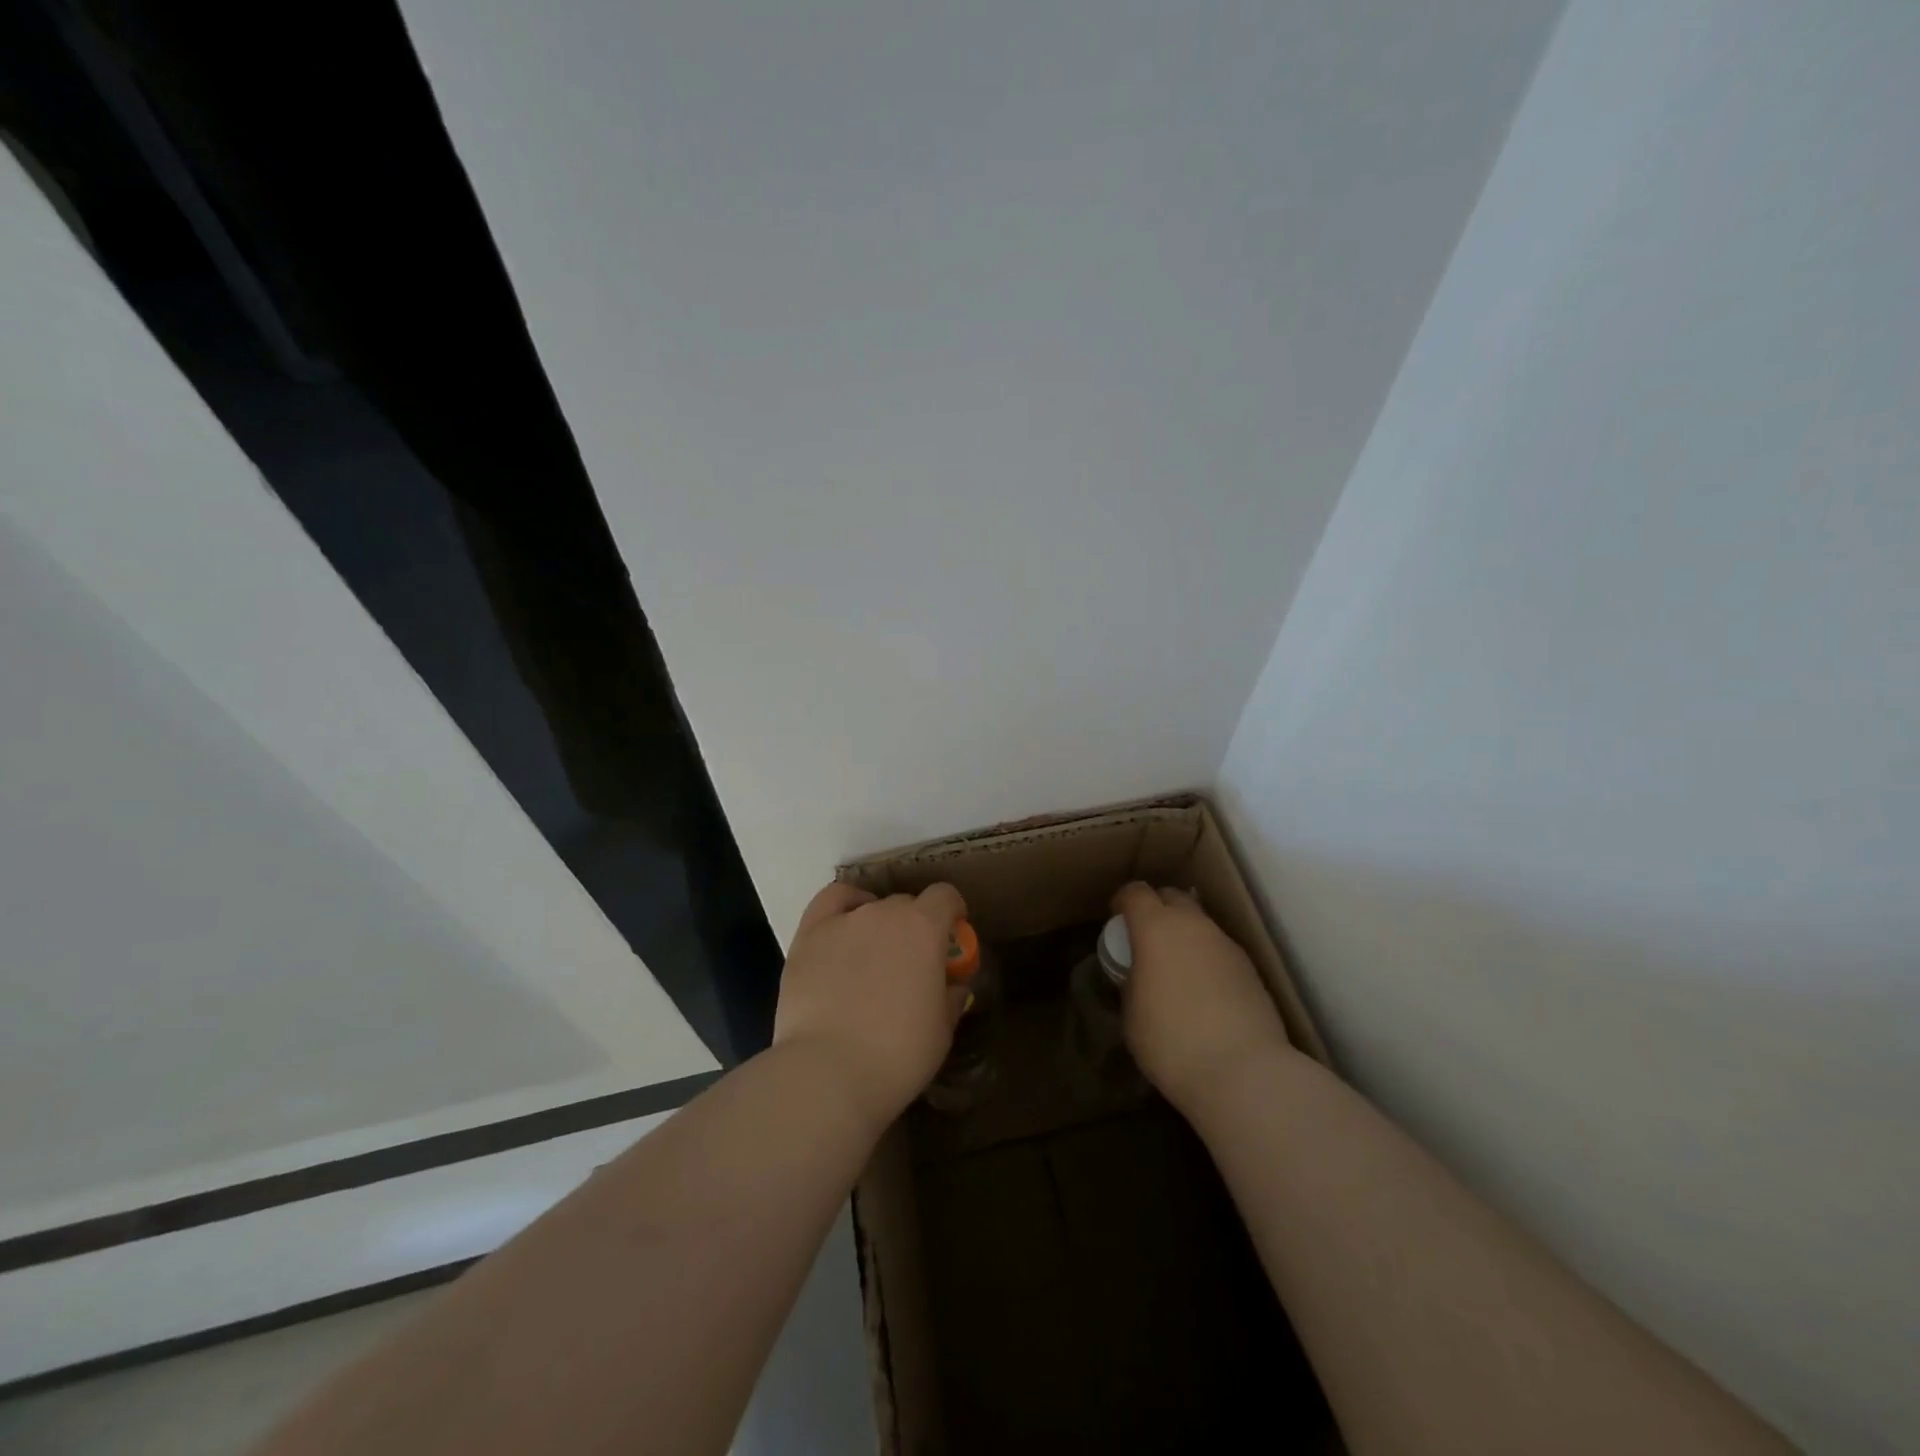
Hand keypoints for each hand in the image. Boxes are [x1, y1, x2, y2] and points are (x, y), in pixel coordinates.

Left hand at [772, 881, 967, 1125]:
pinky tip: (845, 928)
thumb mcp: (942, 1030)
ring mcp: (844, 920)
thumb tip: (953, 985)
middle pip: (906, 904)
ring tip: (872, 959)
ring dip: (879, 925)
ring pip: (870, 907)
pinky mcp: (808, 935)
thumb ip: (951, 997)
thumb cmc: (897, 1054)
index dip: (952, 912)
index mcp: (923, 928)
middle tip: (910, 965)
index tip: (952, 936)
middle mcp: (884, 912)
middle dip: (914, 927)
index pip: (945, 896)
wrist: (828, 1072)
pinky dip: (844, 907)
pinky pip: (831, 902)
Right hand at [1113, 882, 1290, 1114]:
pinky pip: (1219, 950)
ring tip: (1177, 970)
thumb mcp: (1132, 1013)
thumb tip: (1141, 974)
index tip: (1116, 920)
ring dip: (1184, 936)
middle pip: (1172, 897)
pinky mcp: (1250, 968)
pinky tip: (1204, 993)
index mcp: (1156, 928)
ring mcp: (1226, 944)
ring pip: (1199, 924)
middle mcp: (1193, 925)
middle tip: (1146, 940)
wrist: (1245, 1073)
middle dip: (1157, 909)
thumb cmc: (1172, 1041)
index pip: (1135, 893)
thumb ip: (1132, 981)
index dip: (1123, 902)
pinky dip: (1206, 959)